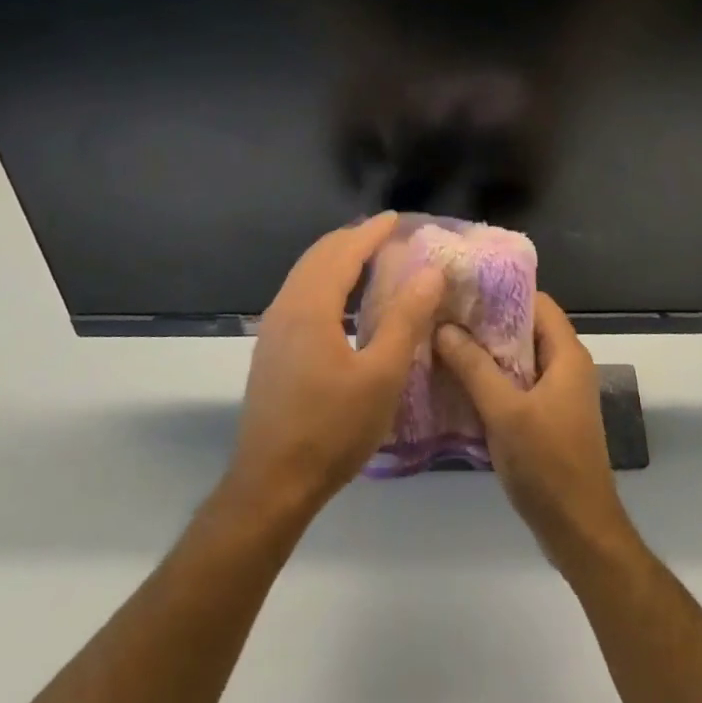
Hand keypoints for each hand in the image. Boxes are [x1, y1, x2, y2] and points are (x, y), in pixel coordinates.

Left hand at [224, 213, 444, 517]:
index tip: (396, 218)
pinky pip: (300, 296)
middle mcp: (286, 308)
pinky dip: (325, 281)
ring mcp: (273, 331)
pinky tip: (344, 301)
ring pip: (305, 276)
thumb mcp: (382, 375)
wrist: (272, 484)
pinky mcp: (271, 351)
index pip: (343, 252)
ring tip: (368, 258)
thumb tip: (430, 272)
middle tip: (385, 233)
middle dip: (351, 239)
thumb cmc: (332, 429)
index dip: (370, 233)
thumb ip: (406, 319)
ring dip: (336, 259)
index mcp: (311, 307)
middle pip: (319, 257)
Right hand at [435, 293, 636, 575]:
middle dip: (486, 321)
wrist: (579, 530)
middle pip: (525, 328)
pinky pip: (518, 384)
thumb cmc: (547, 464)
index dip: (502, 291)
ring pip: (519, 358)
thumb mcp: (505, 412)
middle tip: (443, 313)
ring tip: (443, 342)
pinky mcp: (548, 417)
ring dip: (486, 352)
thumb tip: (444, 327)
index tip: (463, 286)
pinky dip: (492, 379)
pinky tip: (458, 382)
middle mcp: (567, 366)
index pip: (537, 302)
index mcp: (567, 355)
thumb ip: (474, 368)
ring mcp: (558, 393)